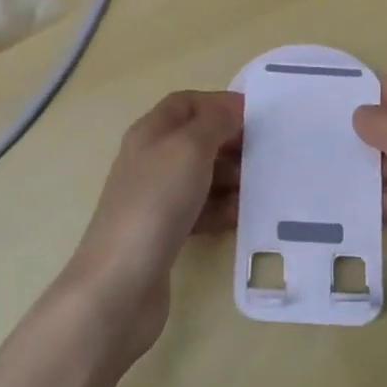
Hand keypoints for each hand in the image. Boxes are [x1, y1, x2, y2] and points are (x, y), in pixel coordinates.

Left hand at [60, 89, 242, 359]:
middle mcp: (150, 160)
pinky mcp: (164, 233)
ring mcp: (156, 199)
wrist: (120, 284)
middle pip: (196, 139)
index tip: (255, 115)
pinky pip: (200, 211)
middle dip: (230, 143)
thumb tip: (232, 106)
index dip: (219, 103)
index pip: (186, 103)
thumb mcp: (189, 150)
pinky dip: (221, 210)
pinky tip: (243, 218)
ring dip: (231, 179)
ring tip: (261, 187)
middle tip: (265, 153)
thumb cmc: (156, 204)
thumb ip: (214, 122)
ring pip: (201, 177)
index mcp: (150, 133)